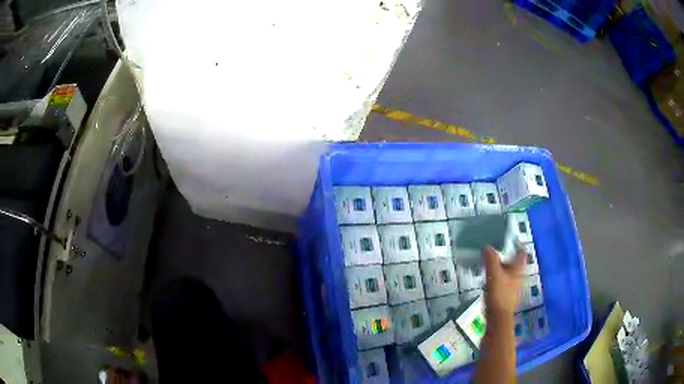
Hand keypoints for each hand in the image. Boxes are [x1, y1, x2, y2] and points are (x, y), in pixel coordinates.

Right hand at [482, 245, 525, 318]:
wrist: (498, 318)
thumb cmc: (500, 294)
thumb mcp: (494, 274)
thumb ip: (491, 259)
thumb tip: (487, 246)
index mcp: (518, 269)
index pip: (521, 252)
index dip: (516, 244)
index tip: (507, 238)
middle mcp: (518, 276)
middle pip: (514, 261)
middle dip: (505, 255)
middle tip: (494, 249)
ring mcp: (513, 286)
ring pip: (508, 271)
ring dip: (500, 266)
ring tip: (489, 262)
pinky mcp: (506, 294)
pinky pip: (502, 280)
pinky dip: (497, 276)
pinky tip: (488, 278)